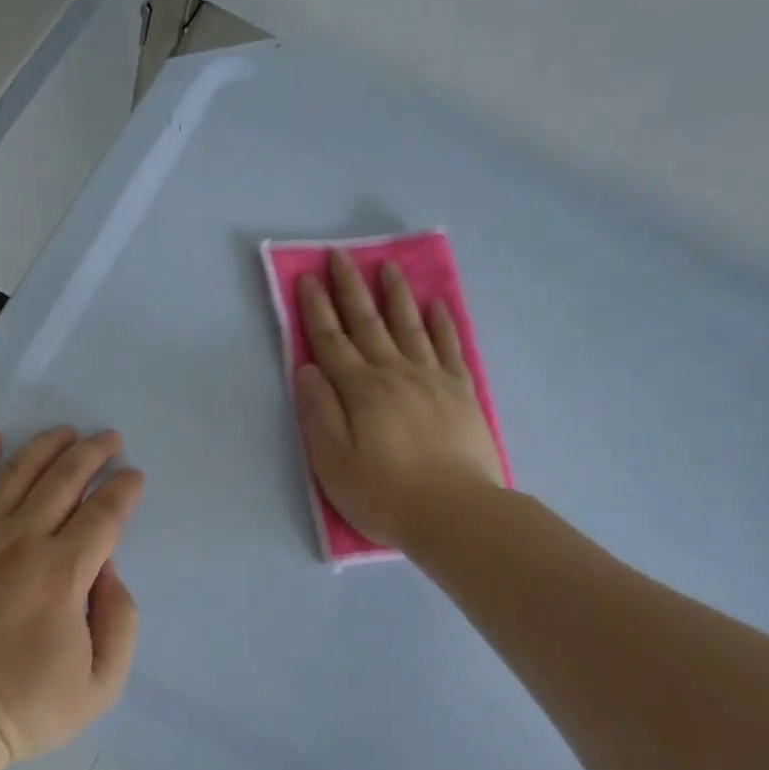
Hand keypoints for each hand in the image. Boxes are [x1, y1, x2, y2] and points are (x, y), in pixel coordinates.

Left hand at [0, 427, 144, 762]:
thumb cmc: (23, 710)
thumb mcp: (101, 684)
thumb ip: (120, 620)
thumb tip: (108, 568)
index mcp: (63, 574)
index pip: (104, 513)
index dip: (124, 489)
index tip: (133, 476)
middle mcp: (21, 542)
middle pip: (65, 480)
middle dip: (93, 453)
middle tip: (109, 439)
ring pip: (17, 473)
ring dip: (47, 446)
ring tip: (66, 431)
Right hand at [295, 249, 504, 548]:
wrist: (456, 514)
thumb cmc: (385, 494)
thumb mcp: (332, 462)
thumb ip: (317, 412)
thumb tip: (306, 369)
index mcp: (361, 390)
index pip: (331, 340)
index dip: (317, 309)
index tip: (308, 278)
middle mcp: (395, 373)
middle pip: (368, 323)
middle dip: (350, 288)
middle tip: (340, 255)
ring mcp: (432, 380)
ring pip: (410, 326)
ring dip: (395, 295)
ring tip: (387, 266)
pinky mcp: (461, 393)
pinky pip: (450, 347)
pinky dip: (443, 323)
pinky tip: (437, 304)